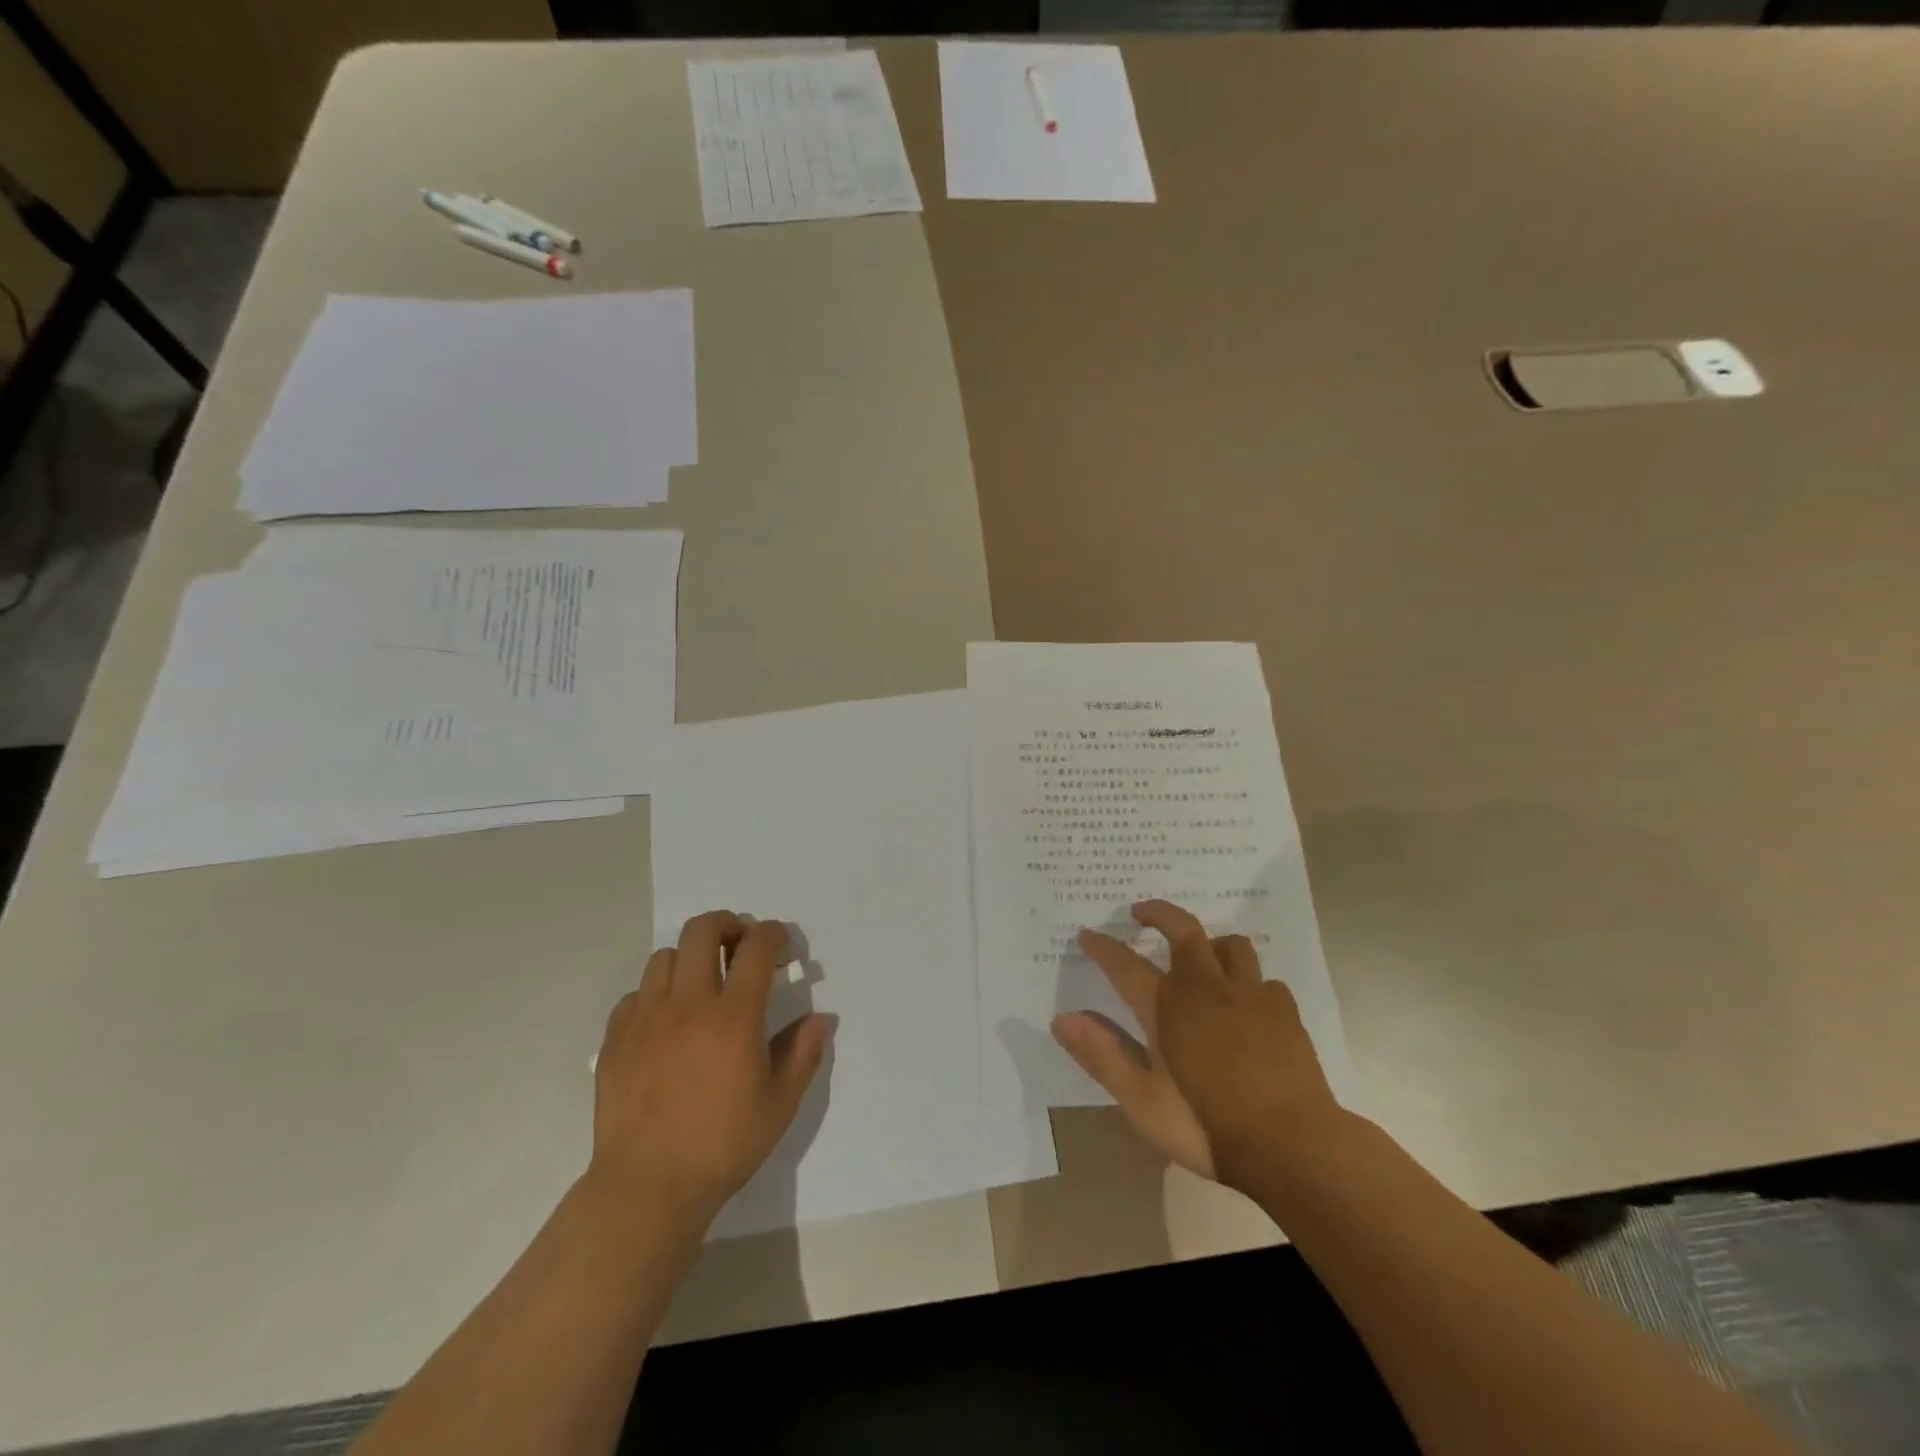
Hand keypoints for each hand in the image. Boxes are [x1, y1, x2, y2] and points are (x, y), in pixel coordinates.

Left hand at [590, 911, 832, 1228]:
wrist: (647, 1187)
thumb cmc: (723, 1144)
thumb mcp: (780, 1103)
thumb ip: (803, 1053)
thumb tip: (822, 1019)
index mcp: (734, 1015)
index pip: (756, 947)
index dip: (773, 934)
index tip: (780, 945)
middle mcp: (689, 1003)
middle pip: (702, 930)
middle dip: (727, 924)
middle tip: (739, 945)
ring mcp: (647, 1018)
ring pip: (664, 956)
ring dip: (689, 958)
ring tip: (700, 984)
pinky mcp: (616, 1038)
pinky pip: (634, 994)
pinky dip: (654, 994)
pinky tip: (664, 1022)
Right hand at [1052, 900, 1340, 1191]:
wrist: (1292, 1146)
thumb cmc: (1207, 1126)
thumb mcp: (1142, 1102)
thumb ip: (1102, 1056)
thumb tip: (1061, 1019)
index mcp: (1168, 1007)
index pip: (1125, 964)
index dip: (1103, 947)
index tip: (1087, 934)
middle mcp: (1207, 988)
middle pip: (1183, 930)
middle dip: (1159, 913)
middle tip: (1141, 912)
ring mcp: (1251, 996)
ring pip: (1231, 945)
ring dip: (1211, 943)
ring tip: (1202, 955)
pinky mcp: (1285, 1011)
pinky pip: (1265, 980)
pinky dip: (1251, 983)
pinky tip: (1249, 1004)